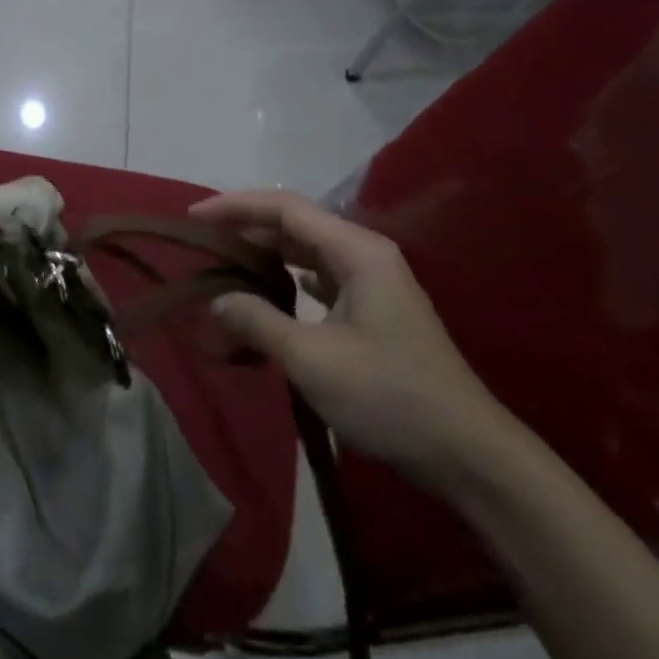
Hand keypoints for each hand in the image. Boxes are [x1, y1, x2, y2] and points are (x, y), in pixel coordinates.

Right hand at [189, 190, 520, 493]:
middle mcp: (367, 256)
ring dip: (265, 255)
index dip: (236, 206)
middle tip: (200, 241)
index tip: (193, 217)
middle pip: (297, 225)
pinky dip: (286, 281)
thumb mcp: (312, 358)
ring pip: (308, 253)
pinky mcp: (373, 312)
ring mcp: (373, 284)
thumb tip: (217, 300)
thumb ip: (258, 321)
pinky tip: (265, 294)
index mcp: (358, 252)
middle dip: (247, 227)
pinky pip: (320, 280)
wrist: (465, 452)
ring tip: (222, 263)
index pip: (286, 208)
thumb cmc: (388, 396)